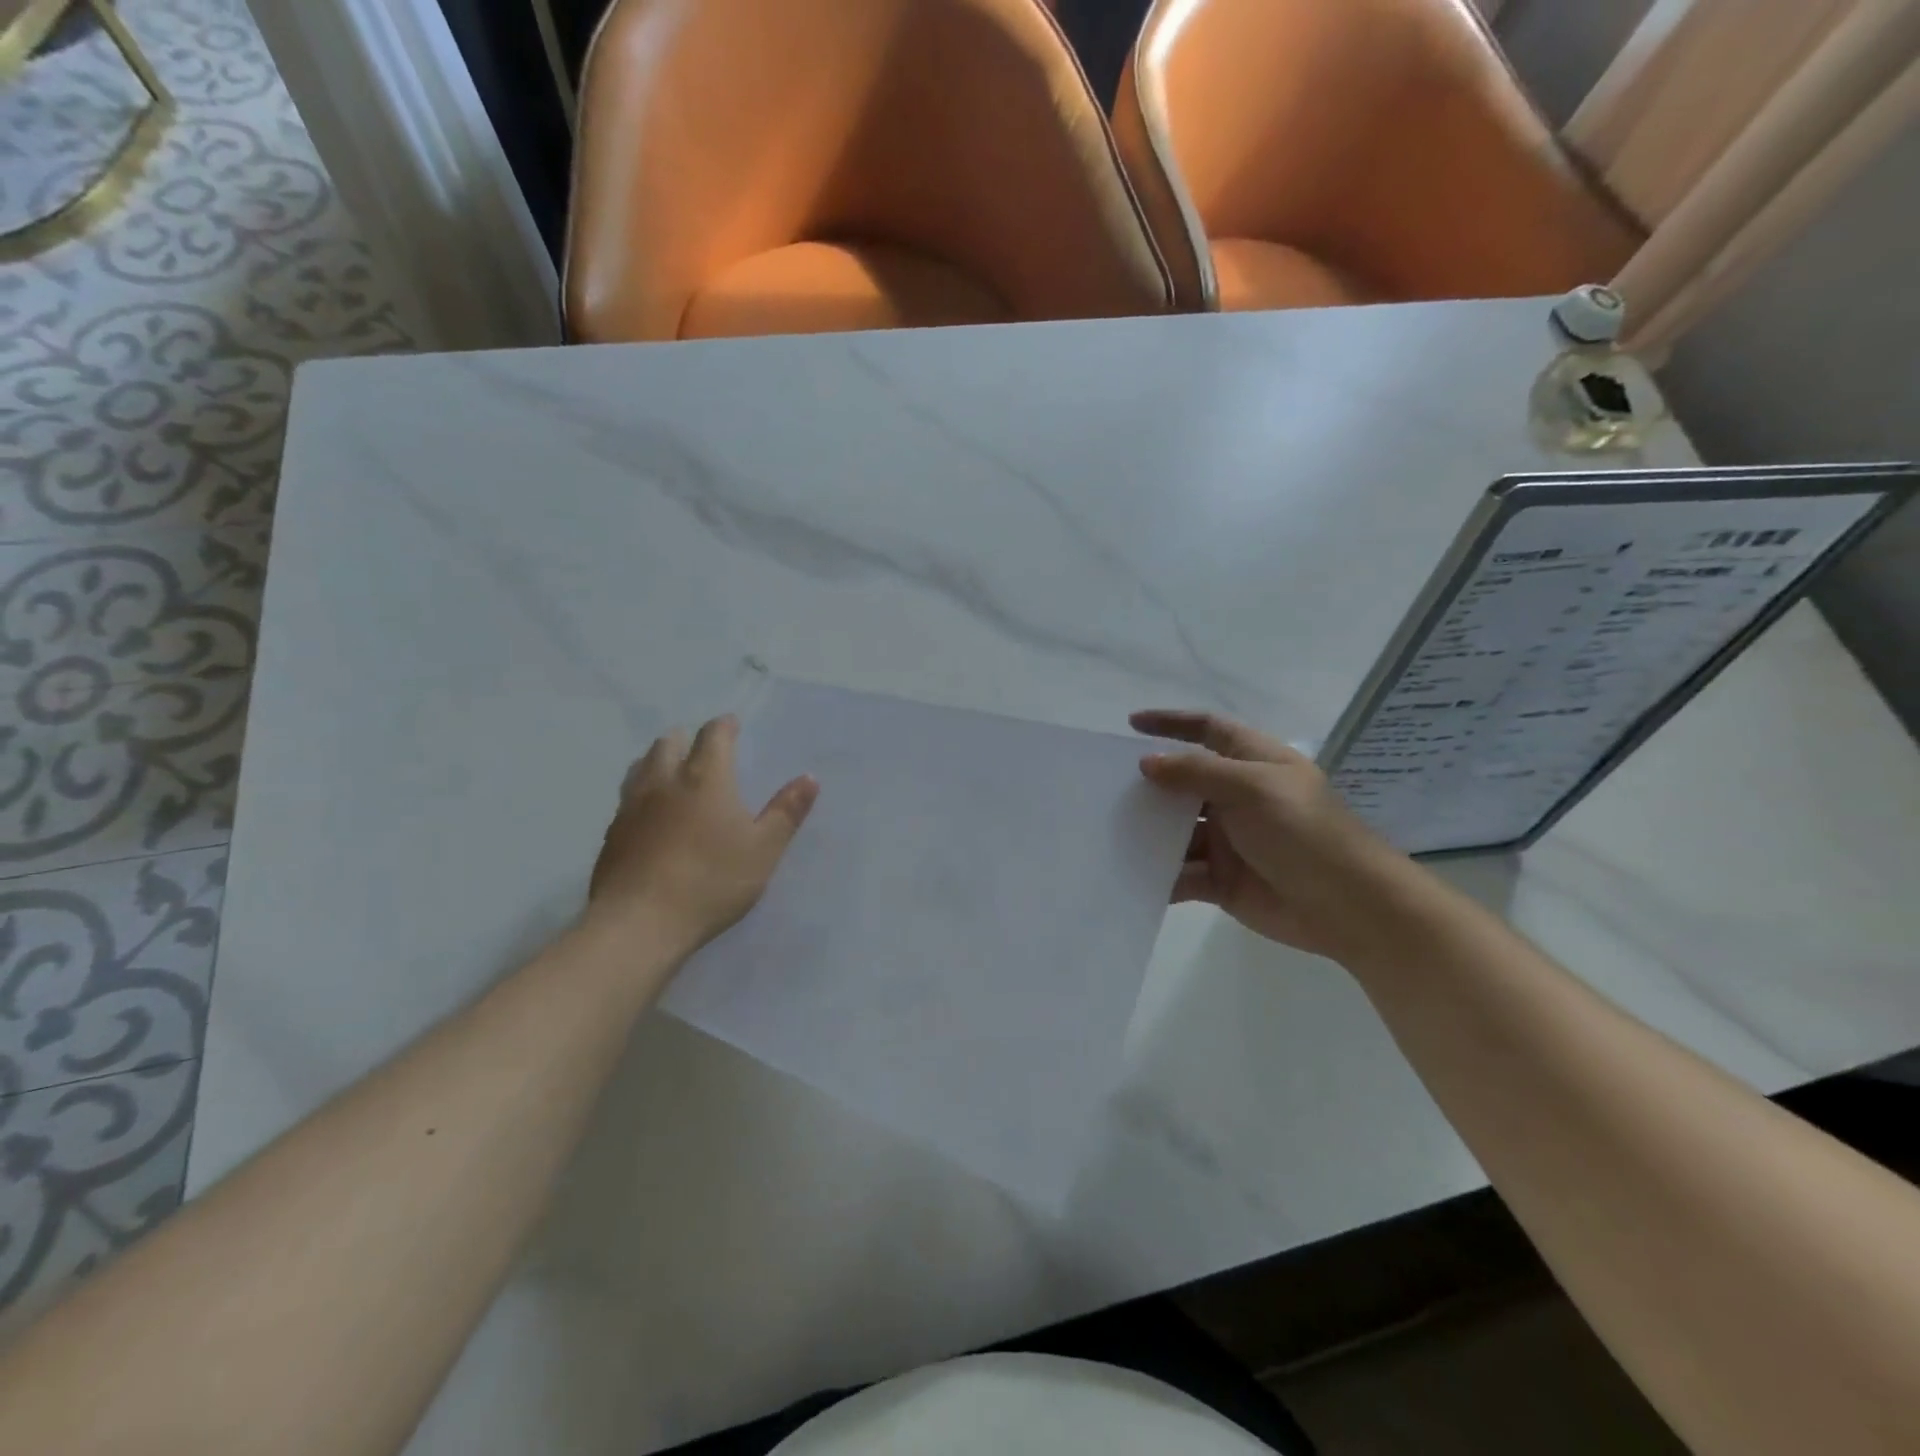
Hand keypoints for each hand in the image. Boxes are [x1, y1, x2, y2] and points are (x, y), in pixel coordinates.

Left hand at [587, 715, 817, 953]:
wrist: (640, 923)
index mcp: (705, 777)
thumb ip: (787, 811)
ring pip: (641, 766)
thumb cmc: (712, 881)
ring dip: (658, 760)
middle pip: (668, 743)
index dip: (724, 727)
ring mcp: (631, 806)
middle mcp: (664, 781)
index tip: (733, 725)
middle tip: (702, 749)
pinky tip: (649, 814)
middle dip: (686, 739)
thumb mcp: (764, 849)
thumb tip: (809, 778)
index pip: (713, 735)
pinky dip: (642, 792)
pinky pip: (627, 798)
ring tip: (671, 771)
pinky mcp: (611, 834)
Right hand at [1132, 710, 1414, 961]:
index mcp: (1253, 764)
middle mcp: (1237, 798)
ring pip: (1176, 831)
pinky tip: (1128, 875)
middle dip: (1148, 785)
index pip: (1208, 730)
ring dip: (1148, 832)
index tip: (1132, 724)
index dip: (1172, 723)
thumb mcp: (1253, 789)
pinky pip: (1180, 873)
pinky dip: (1158, 875)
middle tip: (1103, 788)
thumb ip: (1197, 773)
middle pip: (1183, 783)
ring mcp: (1228, 841)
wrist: (1351, 908)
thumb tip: (1147, 763)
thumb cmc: (1305, 833)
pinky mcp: (1221, 880)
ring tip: (1106, 833)